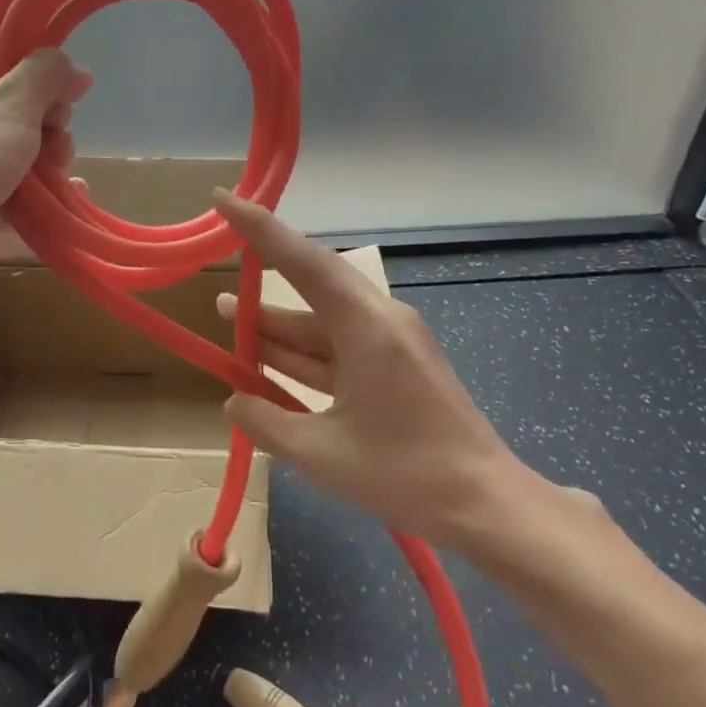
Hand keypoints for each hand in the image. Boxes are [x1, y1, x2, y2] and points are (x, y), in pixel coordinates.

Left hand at [0, 17, 91, 294]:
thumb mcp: (8, 106)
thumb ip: (46, 78)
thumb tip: (76, 68)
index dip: (27, 41)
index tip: (60, 65)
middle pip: (18, 93)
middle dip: (51, 112)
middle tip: (56, 129)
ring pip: (26, 142)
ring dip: (53, 154)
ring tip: (57, 170)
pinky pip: (25, 187)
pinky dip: (49, 190)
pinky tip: (74, 194)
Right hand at [212, 189, 546, 545]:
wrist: (486, 506)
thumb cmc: (404, 473)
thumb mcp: (320, 452)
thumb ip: (266, 421)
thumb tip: (234, 401)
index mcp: (366, 327)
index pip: (303, 261)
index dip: (259, 229)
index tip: (224, 201)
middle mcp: (380, 322)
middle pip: (311, 290)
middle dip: (263, 288)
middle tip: (219, 279)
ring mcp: (390, 346)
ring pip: (321, 325)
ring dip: (278, 329)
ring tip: (230, 321)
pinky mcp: (395, 370)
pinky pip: (338, 351)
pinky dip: (303, 357)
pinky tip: (268, 367)